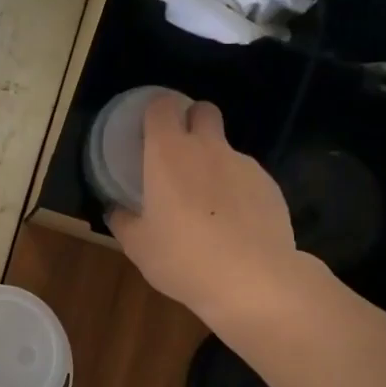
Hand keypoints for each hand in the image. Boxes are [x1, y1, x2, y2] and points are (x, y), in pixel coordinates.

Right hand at [107, 93, 302, 321]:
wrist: (253, 280)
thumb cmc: (183, 258)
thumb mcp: (139, 246)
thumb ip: (123, 221)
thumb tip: (116, 210)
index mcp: (168, 154)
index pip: (162, 106)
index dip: (156, 112)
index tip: (149, 132)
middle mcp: (208, 148)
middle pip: (204, 111)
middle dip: (193, 121)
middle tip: (180, 156)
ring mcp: (244, 164)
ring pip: (226, 149)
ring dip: (215, 164)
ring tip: (209, 207)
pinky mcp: (270, 186)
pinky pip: (247, 177)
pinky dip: (238, 191)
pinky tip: (236, 225)